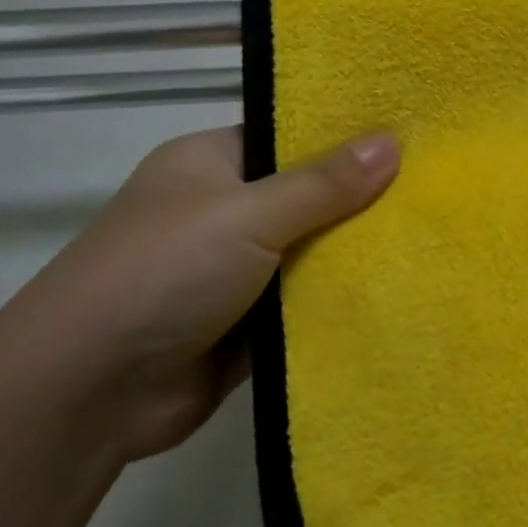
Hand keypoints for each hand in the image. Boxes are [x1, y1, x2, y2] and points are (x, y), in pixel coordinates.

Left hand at [0, 126, 398, 463]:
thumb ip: (323, 184)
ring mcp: (232, 275)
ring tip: (434, 244)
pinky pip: (302, 311)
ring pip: (308, 260)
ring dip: (352, 263)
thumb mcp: (247, 214)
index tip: (410, 142)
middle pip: (305, 202)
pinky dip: (335, 310)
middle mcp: (222, 214)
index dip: (345, 140)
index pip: (288, 139)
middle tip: (436, 198)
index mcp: (210, 165)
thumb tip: (391, 141)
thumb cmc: (165, 271)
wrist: (91, 387)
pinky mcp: (244, 329)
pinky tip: (398, 300)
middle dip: (360, 206)